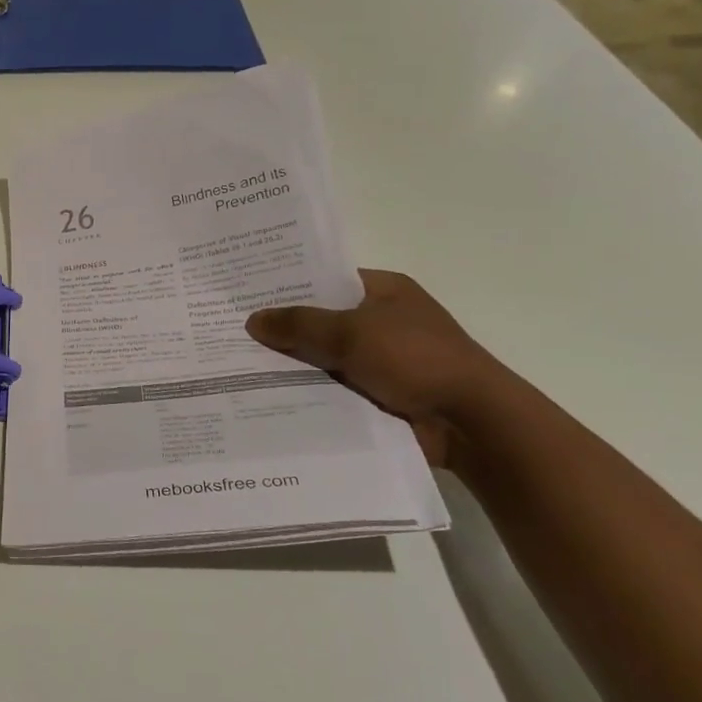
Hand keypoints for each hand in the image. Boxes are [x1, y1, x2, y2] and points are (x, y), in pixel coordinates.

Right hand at [245, 270, 508, 467]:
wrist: (470, 422)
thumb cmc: (415, 359)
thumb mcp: (351, 332)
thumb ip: (299, 324)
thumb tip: (253, 320)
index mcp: (383, 290)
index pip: (325, 279)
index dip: (287, 284)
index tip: (244, 292)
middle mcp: (381, 320)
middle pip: (320, 319)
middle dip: (283, 328)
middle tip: (231, 329)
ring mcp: (380, 359)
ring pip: (323, 357)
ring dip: (292, 364)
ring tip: (236, 365)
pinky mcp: (378, 394)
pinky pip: (332, 387)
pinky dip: (308, 392)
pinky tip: (266, 395)